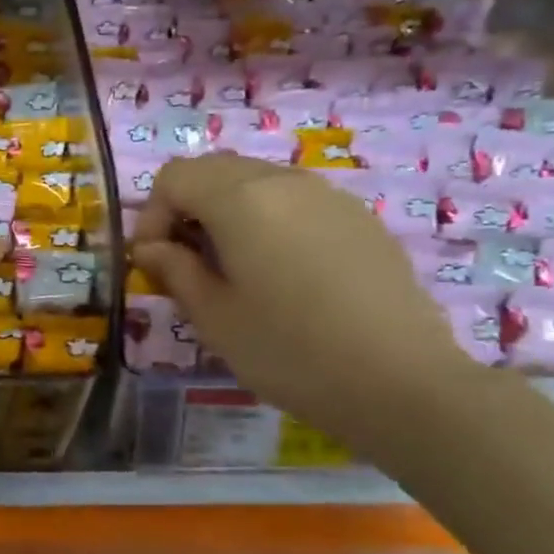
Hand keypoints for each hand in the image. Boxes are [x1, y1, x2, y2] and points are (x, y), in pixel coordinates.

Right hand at [130, 155, 478, 442]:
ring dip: (227, 213)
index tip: (153, 261)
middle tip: (185, 262)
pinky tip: (282, 274)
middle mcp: (284, 181)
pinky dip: (268, 221)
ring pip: (257, 182)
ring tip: (231, 269)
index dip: (151, 215)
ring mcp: (328, 195)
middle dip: (186, 208)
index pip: (174, 177)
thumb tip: (152, 249)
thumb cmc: (290, 352)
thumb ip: (175, 270)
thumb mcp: (214, 318)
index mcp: (241, 200)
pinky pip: (295, 201)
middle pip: (215, 170)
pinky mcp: (359, 218)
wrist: (402, 382)